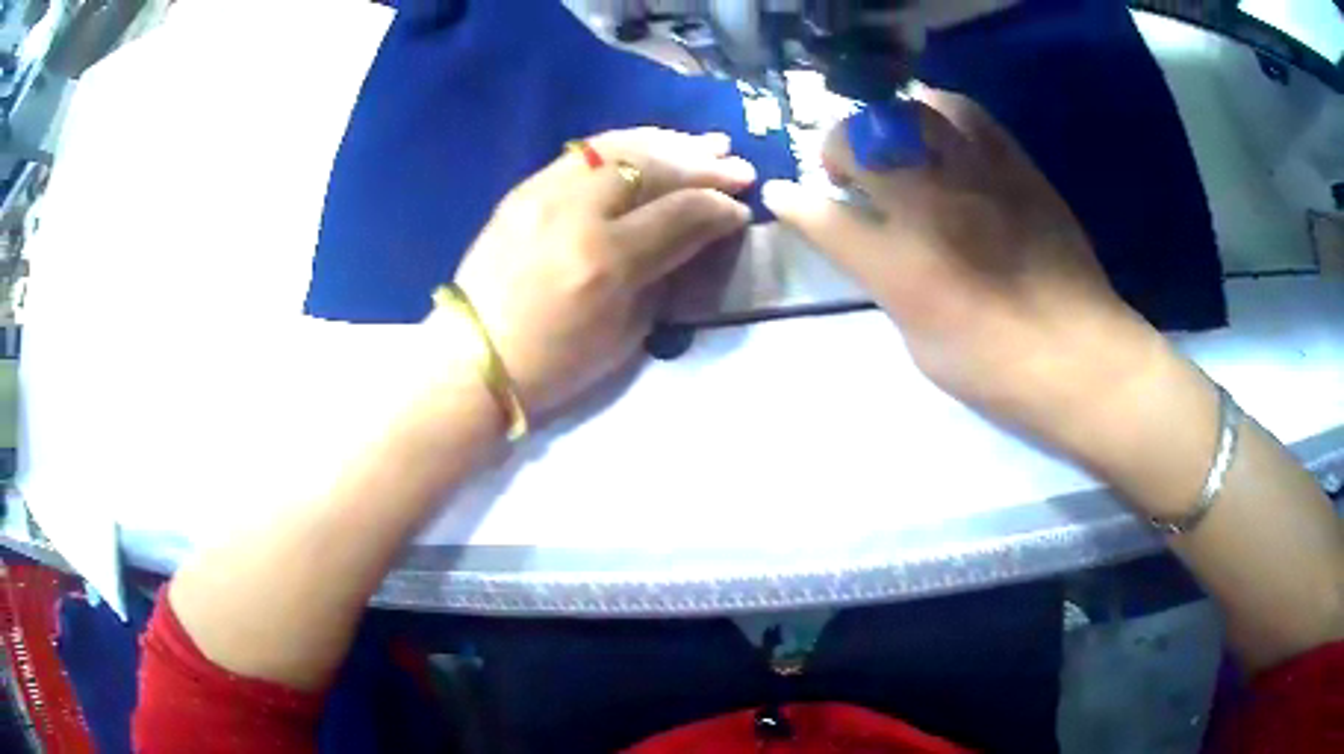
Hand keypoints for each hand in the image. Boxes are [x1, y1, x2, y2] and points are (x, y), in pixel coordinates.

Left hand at [448, 128, 754, 417]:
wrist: (474, 356)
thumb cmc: (554, 362)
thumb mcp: (625, 333)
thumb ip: (666, 272)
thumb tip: (698, 233)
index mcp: (606, 260)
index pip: (680, 212)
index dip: (719, 208)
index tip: (742, 209)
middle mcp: (576, 211)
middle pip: (654, 168)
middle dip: (704, 165)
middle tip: (737, 166)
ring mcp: (545, 191)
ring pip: (620, 147)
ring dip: (669, 144)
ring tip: (705, 143)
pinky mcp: (526, 187)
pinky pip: (586, 150)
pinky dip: (628, 143)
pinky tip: (653, 143)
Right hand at [762, 86, 1160, 440]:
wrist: (1080, 357)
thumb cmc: (997, 370)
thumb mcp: (921, 344)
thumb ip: (888, 283)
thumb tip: (873, 247)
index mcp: (900, 269)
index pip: (824, 218)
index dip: (794, 203)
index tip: (782, 194)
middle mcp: (930, 209)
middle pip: (858, 144)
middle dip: (834, 148)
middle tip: (845, 168)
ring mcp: (974, 178)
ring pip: (906, 113)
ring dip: (883, 123)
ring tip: (891, 141)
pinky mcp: (1014, 166)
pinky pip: (965, 112)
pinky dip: (938, 111)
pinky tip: (939, 129)